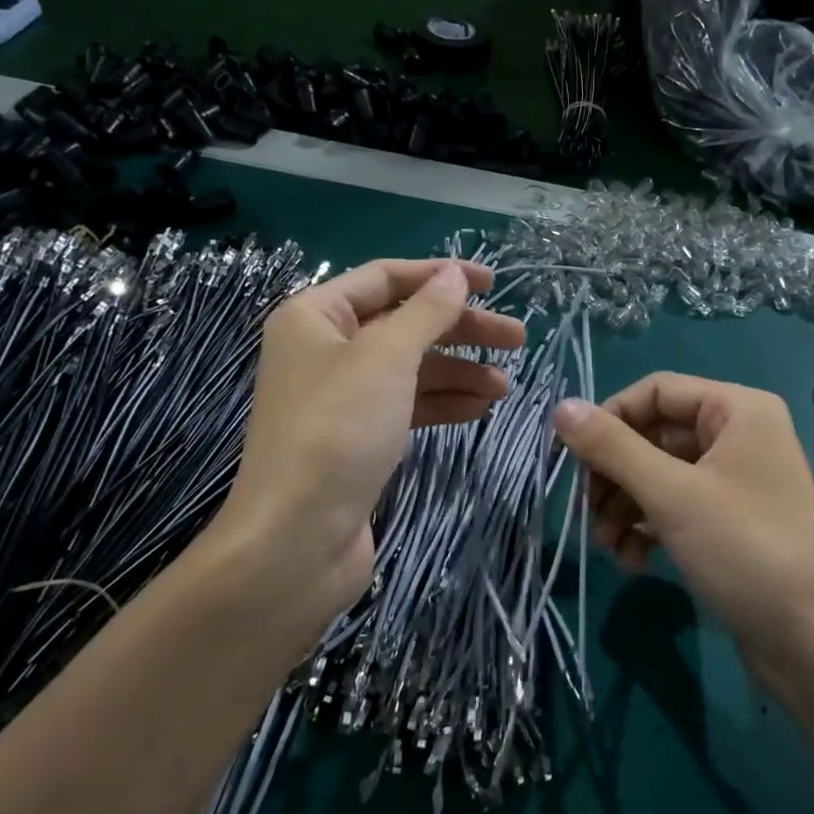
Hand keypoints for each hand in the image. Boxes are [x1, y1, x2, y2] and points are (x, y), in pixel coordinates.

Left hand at [196, 259, 524, 648]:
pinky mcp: (356, 439)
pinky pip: (406, 406)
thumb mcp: (387, 357)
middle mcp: (324, 350)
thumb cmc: (338, 430)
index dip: (440, 275)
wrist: (296, 538)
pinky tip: (479, 409)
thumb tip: (455, 274)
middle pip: (404, 324)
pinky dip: (442, 404)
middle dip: (461, 329)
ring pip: (410, 369)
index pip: (385, 278)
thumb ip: (426, 311)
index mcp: (315, 316)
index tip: (494, 283)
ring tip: (505, 386)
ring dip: (458, 372)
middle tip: (517, 339)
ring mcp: (340, 398)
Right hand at [554, 373, 813, 691]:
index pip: (655, 391)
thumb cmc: (745, 551)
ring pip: (660, 475)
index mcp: (737, 409)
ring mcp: (736, 480)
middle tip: (588, 512)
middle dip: (616, 475)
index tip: (571, 458)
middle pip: (654, 435)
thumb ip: (613, 448)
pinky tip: (633, 561)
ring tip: (607, 546)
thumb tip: (561, 407)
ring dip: (626, 506)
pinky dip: (649, 527)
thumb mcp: (671, 495)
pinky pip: (677, 507)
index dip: (609, 419)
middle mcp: (739, 435)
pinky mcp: (730, 521)